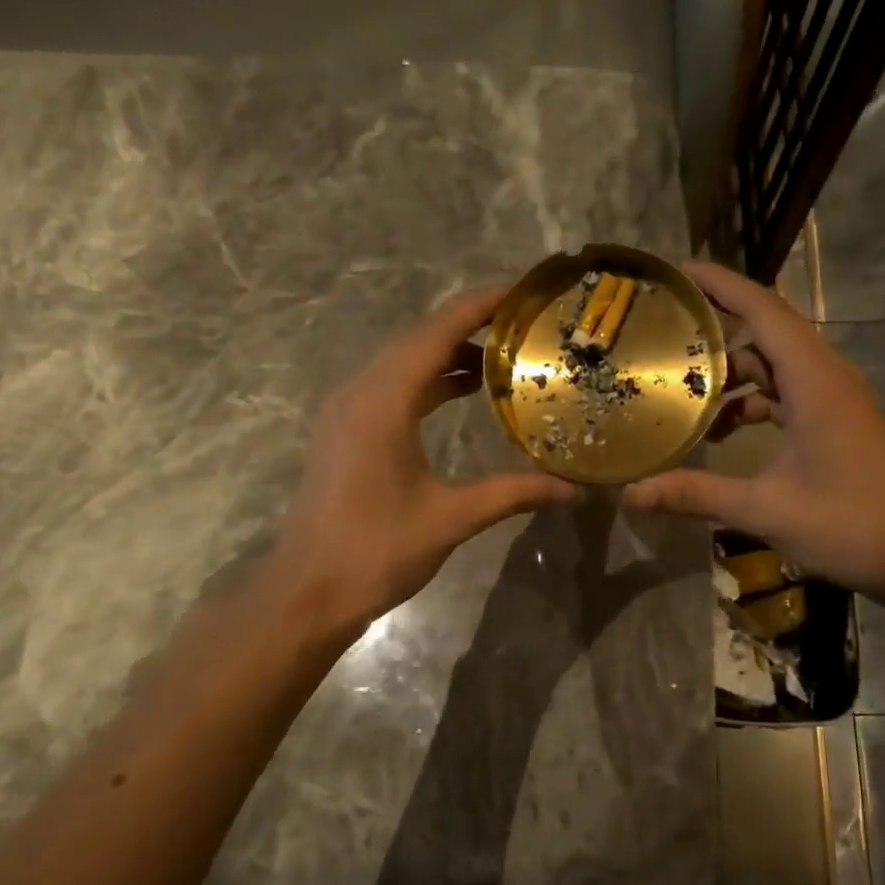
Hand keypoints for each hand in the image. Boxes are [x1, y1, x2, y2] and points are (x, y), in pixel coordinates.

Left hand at [269, 288, 577, 638]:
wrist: (308, 592)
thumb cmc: (376, 552)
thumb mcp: (452, 518)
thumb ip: (514, 493)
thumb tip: (576, 489)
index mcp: (382, 403)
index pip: (436, 335)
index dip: (479, 307)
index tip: (522, 292)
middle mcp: (359, 394)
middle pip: (418, 340)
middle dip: (470, 324)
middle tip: (524, 322)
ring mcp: (347, 410)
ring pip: (403, 362)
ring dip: (448, 352)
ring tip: (503, 353)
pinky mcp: (346, 429)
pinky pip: (393, 386)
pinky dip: (429, 379)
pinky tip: (463, 389)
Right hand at [623, 262, 884, 600]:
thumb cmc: (849, 523)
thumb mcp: (765, 508)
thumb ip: (696, 494)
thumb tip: (632, 493)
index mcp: (814, 380)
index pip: (763, 309)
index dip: (720, 284)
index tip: (676, 273)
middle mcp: (827, 376)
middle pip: (765, 331)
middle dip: (715, 330)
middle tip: (663, 336)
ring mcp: (835, 398)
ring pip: (775, 364)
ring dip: (732, 374)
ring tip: (682, 393)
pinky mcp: (837, 420)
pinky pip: (787, 391)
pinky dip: (753, 401)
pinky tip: (721, 433)